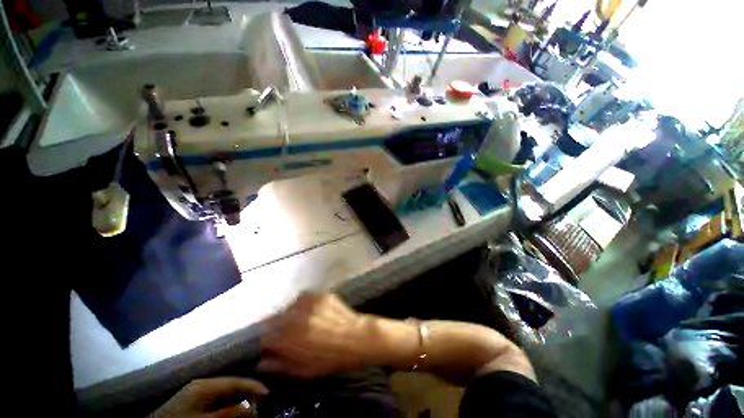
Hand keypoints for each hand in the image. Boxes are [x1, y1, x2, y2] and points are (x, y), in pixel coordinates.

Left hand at [150, 377, 268, 417]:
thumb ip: (230, 413)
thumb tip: (254, 405)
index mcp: (206, 385)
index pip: (236, 382)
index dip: (254, 386)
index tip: (269, 393)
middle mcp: (203, 385)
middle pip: (232, 387)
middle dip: (247, 396)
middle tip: (258, 407)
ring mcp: (198, 393)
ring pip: (226, 395)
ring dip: (238, 403)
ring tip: (248, 411)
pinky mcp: (194, 402)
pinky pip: (217, 401)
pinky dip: (228, 407)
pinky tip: (232, 412)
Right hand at [257, 293, 379, 378]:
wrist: (358, 338)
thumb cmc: (331, 360)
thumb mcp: (304, 371)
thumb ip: (280, 365)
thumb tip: (260, 362)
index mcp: (290, 339)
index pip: (265, 336)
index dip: (266, 341)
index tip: (271, 344)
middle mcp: (297, 318)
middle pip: (274, 318)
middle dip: (275, 327)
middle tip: (284, 332)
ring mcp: (310, 303)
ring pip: (289, 306)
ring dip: (289, 314)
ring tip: (298, 320)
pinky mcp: (320, 295)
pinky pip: (304, 297)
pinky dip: (302, 304)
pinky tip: (309, 311)